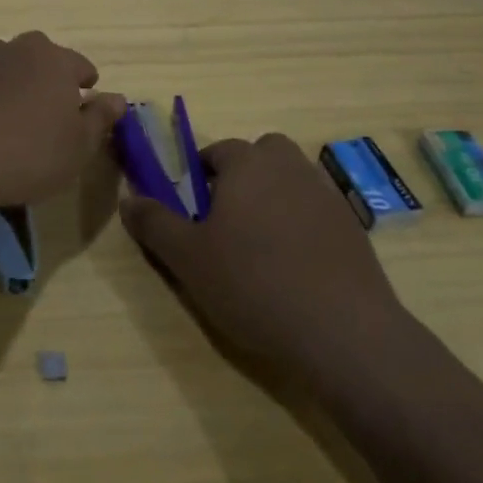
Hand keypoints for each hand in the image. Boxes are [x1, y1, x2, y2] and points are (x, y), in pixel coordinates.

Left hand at [0, 31, 126, 214]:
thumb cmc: (31, 152)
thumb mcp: (79, 145)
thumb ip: (99, 119)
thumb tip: (118, 98)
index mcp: (53, 61)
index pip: (79, 64)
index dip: (87, 81)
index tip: (89, 95)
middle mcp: (14, 51)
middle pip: (37, 54)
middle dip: (45, 73)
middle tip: (50, 102)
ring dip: (7, 79)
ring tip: (11, 109)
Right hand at [120, 133, 411, 375]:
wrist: (344, 331)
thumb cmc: (253, 284)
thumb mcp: (188, 258)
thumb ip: (154, 223)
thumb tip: (129, 199)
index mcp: (247, 164)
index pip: (218, 151)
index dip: (202, 175)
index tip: (194, 210)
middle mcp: (289, 167)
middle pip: (262, 154)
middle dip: (244, 175)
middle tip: (229, 220)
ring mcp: (326, 194)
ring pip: (292, 180)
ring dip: (275, 197)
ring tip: (262, 244)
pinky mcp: (353, 227)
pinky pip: (317, 210)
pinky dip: (304, 224)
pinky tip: (297, 265)